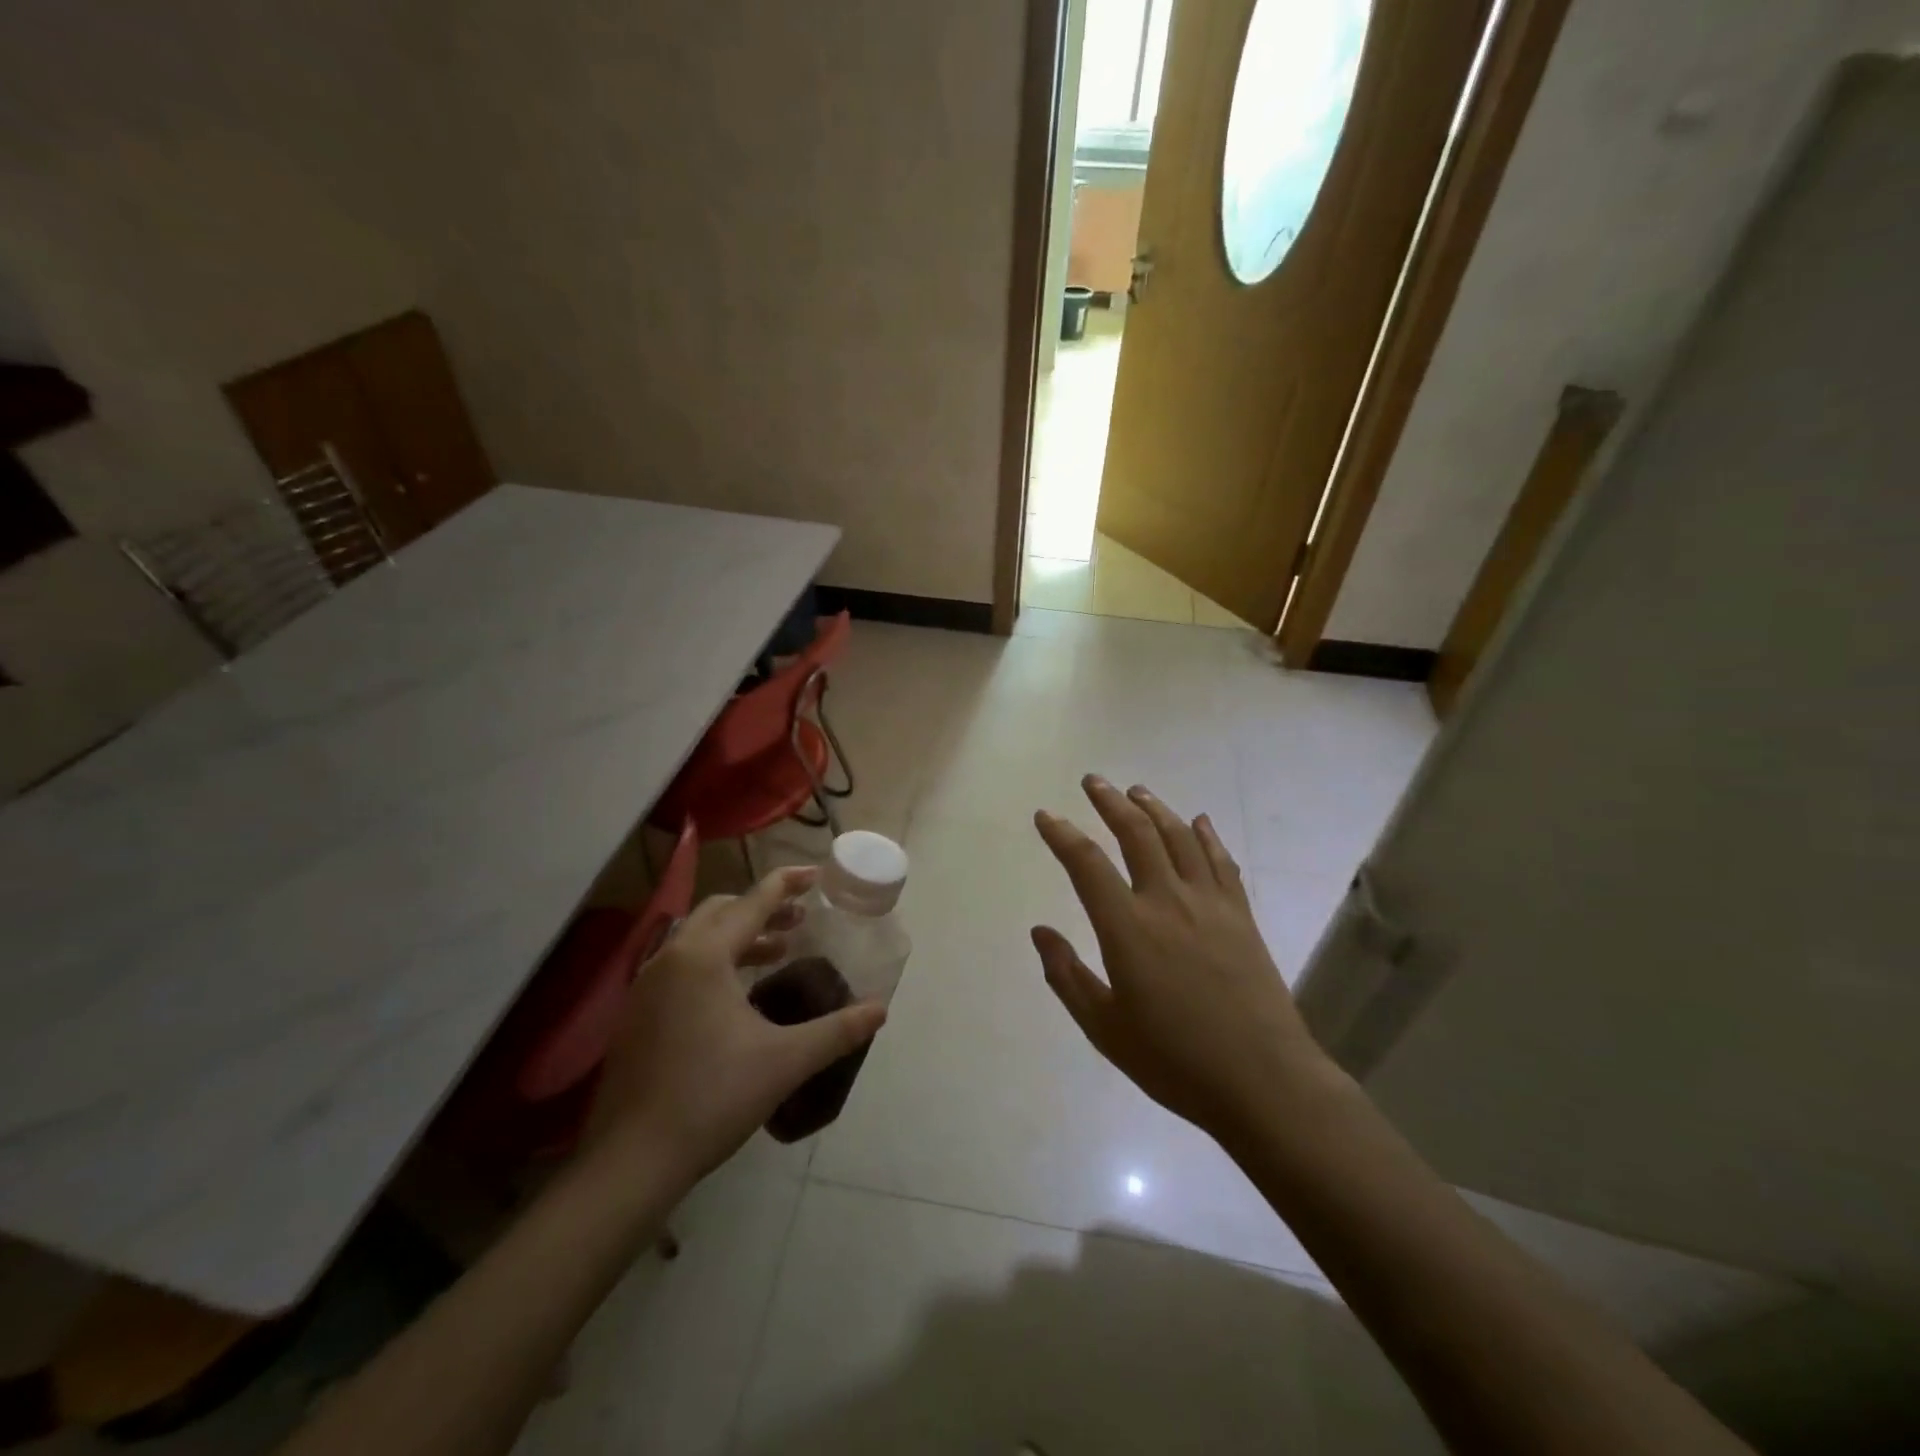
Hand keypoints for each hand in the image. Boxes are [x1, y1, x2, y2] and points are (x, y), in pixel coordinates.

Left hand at [585, 866, 886, 1185]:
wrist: (631, 1161)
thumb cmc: (712, 1097)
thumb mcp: (785, 1060)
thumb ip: (837, 1030)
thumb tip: (880, 1010)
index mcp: (704, 956)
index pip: (752, 902)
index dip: (786, 883)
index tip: (815, 873)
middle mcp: (670, 957)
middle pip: (720, 911)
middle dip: (762, 908)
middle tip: (799, 920)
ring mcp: (646, 986)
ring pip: (697, 937)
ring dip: (738, 934)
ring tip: (776, 951)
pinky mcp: (636, 1013)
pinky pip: (681, 964)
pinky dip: (715, 960)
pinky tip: (736, 994)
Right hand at [1032, 776, 1331, 1143]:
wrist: (1263, 1081)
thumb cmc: (1174, 1060)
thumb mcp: (1104, 1029)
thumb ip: (1067, 975)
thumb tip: (1040, 930)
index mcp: (1128, 928)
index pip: (1086, 864)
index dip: (1062, 834)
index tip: (1045, 816)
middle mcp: (1168, 901)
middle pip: (1136, 834)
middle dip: (1110, 802)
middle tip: (1093, 781)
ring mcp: (1210, 904)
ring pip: (1179, 837)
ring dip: (1155, 808)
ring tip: (1136, 791)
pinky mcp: (1241, 916)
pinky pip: (1221, 862)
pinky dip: (1207, 835)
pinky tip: (1198, 821)